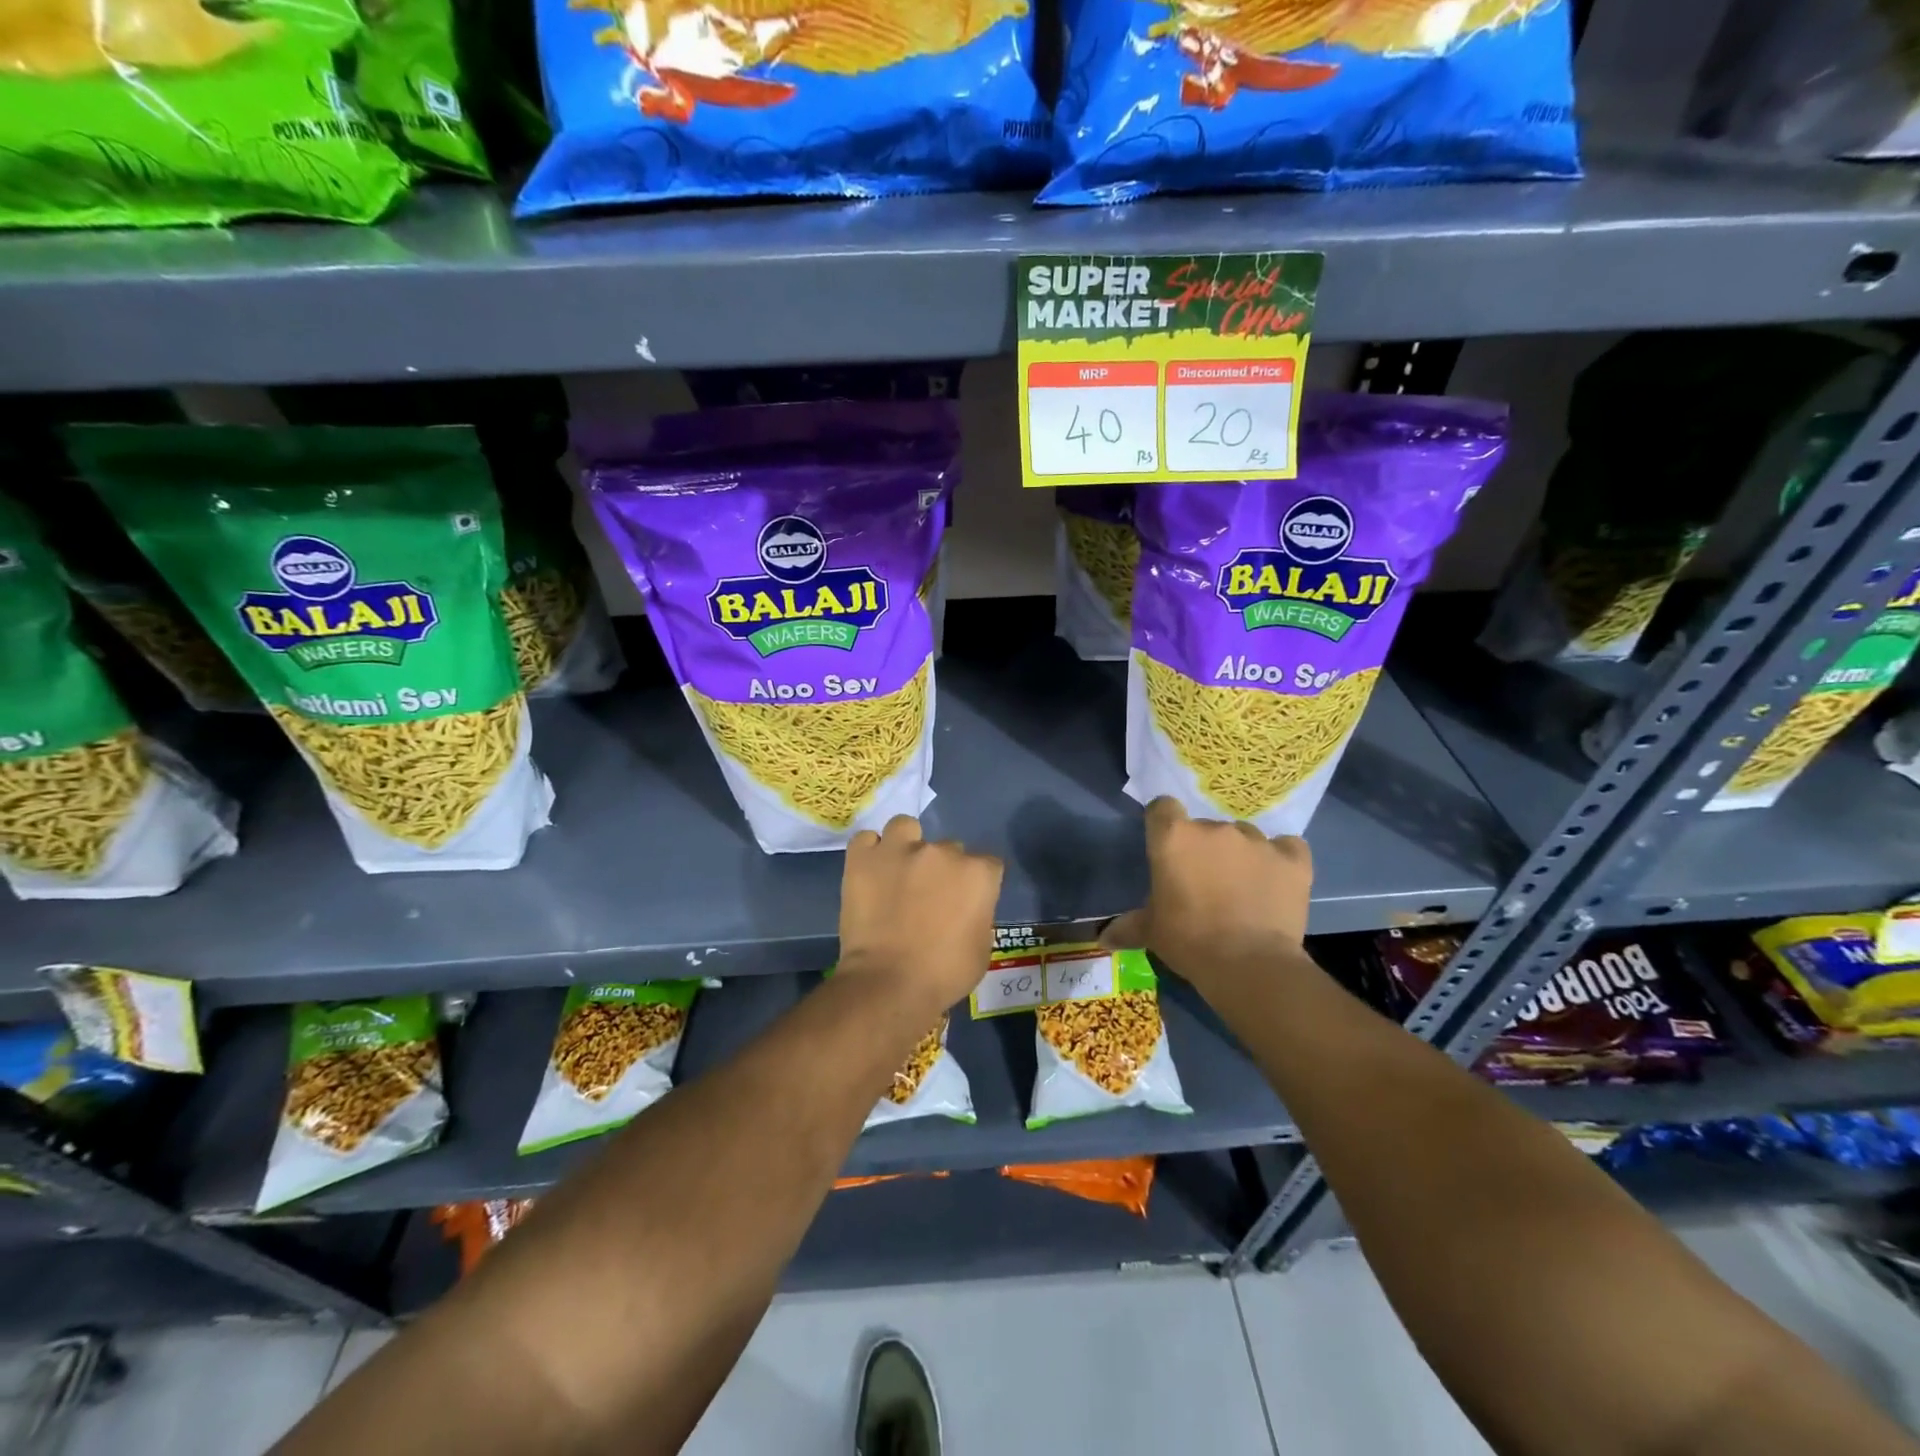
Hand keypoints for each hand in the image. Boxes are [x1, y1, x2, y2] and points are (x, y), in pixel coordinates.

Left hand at [839, 815, 1002, 1009]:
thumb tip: (966, 908)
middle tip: (927, 897)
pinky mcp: (863, 857)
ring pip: (906, 827)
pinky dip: (869, 852)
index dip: (977, 884)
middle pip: (948, 849)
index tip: (966, 902)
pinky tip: (869, 871)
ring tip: (897, 871)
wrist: (889, 983)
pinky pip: (866, 839)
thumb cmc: (944, 974)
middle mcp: (942, 851)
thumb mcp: (981, 949)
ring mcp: (900, 849)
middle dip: (941, 869)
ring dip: (905, 845)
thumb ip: (979, 915)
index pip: (987, 864)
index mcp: (977, 874)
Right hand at [1102, 797, 1313, 998]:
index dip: (1164, 824)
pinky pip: (1287, 849)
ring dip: (1241, 855)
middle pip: (1206, 827)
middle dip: (1205, 849)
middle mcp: (1214, 829)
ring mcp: (1257, 841)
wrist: (1249, 965)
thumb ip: (1128, 926)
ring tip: (1243, 889)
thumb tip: (1103, 937)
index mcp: (1173, 837)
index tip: (1168, 848)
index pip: (1163, 807)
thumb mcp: (1151, 932)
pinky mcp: (1293, 858)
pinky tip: (1276, 882)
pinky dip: (1281, 861)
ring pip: (1245, 837)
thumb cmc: (1188, 941)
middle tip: (1205, 882)